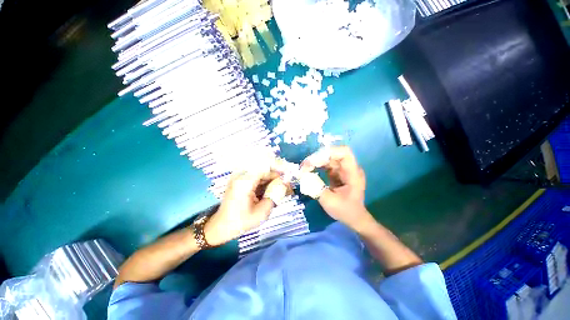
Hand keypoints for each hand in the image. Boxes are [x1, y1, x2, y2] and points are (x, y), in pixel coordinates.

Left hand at [204, 170, 287, 245]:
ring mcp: (241, 177)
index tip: (291, 176)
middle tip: (289, 188)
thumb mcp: (261, 212)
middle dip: (279, 177)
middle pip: (265, 169)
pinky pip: (258, 178)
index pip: (266, 166)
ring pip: (263, 173)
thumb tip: (285, 183)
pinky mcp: (242, 180)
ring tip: (283, 192)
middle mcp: (242, 175)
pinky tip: (273, 192)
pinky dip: (267, 184)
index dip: (280, 168)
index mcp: (245, 181)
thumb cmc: (240, 222)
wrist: (220, 227)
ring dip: (274, 181)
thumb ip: (275, 195)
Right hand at [301, 146, 370, 231]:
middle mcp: (349, 168)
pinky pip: (326, 164)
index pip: (344, 153)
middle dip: (318, 157)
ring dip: (315, 161)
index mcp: (353, 174)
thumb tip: (302, 176)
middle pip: (333, 154)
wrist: (354, 218)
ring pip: (328, 158)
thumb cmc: (345, 211)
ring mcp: (343, 169)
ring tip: (304, 168)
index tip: (314, 160)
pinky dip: (317, 165)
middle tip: (304, 166)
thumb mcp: (329, 202)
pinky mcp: (338, 172)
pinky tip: (309, 170)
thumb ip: (316, 188)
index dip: (329, 152)